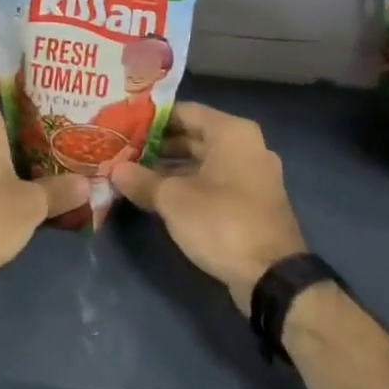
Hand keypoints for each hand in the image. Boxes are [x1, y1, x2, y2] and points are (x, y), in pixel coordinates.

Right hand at [111, 103, 306, 312]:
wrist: (272, 277)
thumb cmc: (221, 222)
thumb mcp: (173, 200)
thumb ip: (142, 180)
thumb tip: (115, 171)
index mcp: (231, 133)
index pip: (184, 111)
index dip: (151, 119)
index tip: (123, 127)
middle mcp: (246, 146)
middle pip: (194, 135)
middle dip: (159, 145)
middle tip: (123, 152)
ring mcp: (252, 175)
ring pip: (204, 161)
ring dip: (171, 167)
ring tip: (134, 173)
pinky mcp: (252, 201)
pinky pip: (215, 181)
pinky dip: (189, 184)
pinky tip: (160, 196)